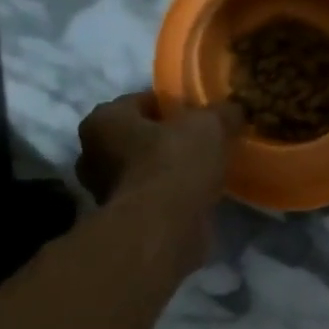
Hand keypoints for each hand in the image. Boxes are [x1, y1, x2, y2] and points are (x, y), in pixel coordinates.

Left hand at [75, 93, 241, 208]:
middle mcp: (92, 154)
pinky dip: (170, 196)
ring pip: (144, 170)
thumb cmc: (175, 163)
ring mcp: (104, 191)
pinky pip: (151, 197)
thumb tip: (236, 109)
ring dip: (168, 170)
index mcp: (103, 120)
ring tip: (204, 171)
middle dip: (166, 140)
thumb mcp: (209, 125)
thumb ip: (222, 113)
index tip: (201, 116)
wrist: (164, 227)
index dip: (174, 106)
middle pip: (138, 137)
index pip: (141, 101)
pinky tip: (197, 196)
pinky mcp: (124, 220)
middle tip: (201, 143)